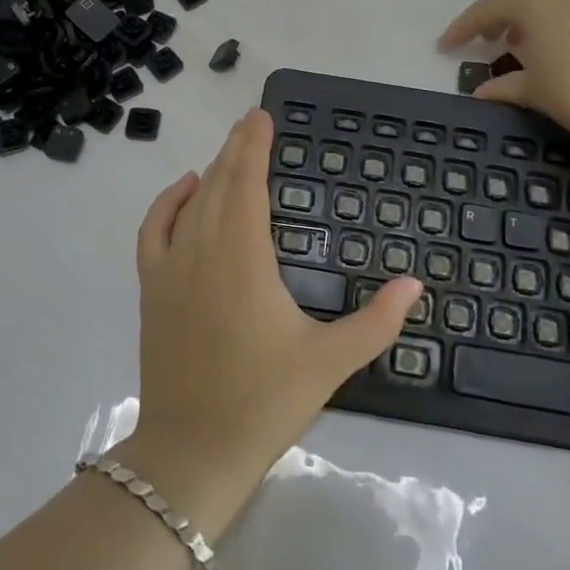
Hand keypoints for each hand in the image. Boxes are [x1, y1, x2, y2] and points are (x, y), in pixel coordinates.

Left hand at [121, 109, 420, 536]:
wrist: (191, 453)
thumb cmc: (263, 402)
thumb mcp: (329, 363)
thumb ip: (376, 322)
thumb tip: (416, 284)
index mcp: (245, 258)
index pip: (248, 183)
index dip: (254, 146)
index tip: (263, 116)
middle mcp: (204, 250)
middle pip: (220, 182)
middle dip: (237, 147)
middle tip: (253, 120)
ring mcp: (172, 267)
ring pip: (192, 201)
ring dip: (212, 170)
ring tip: (232, 150)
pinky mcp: (153, 288)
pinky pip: (154, 229)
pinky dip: (168, 201)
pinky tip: (186, 188)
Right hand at [439, 0, 569, 160]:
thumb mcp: (536, 92)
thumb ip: (505, 87)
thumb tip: (481, 91)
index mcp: (531, 2)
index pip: (485, 9)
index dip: (462, 28)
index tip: (445, 46)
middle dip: (501, 4)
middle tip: (493, 36)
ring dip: (530, 11)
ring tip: (524, 46)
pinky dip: (555, 18)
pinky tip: (557, 51)